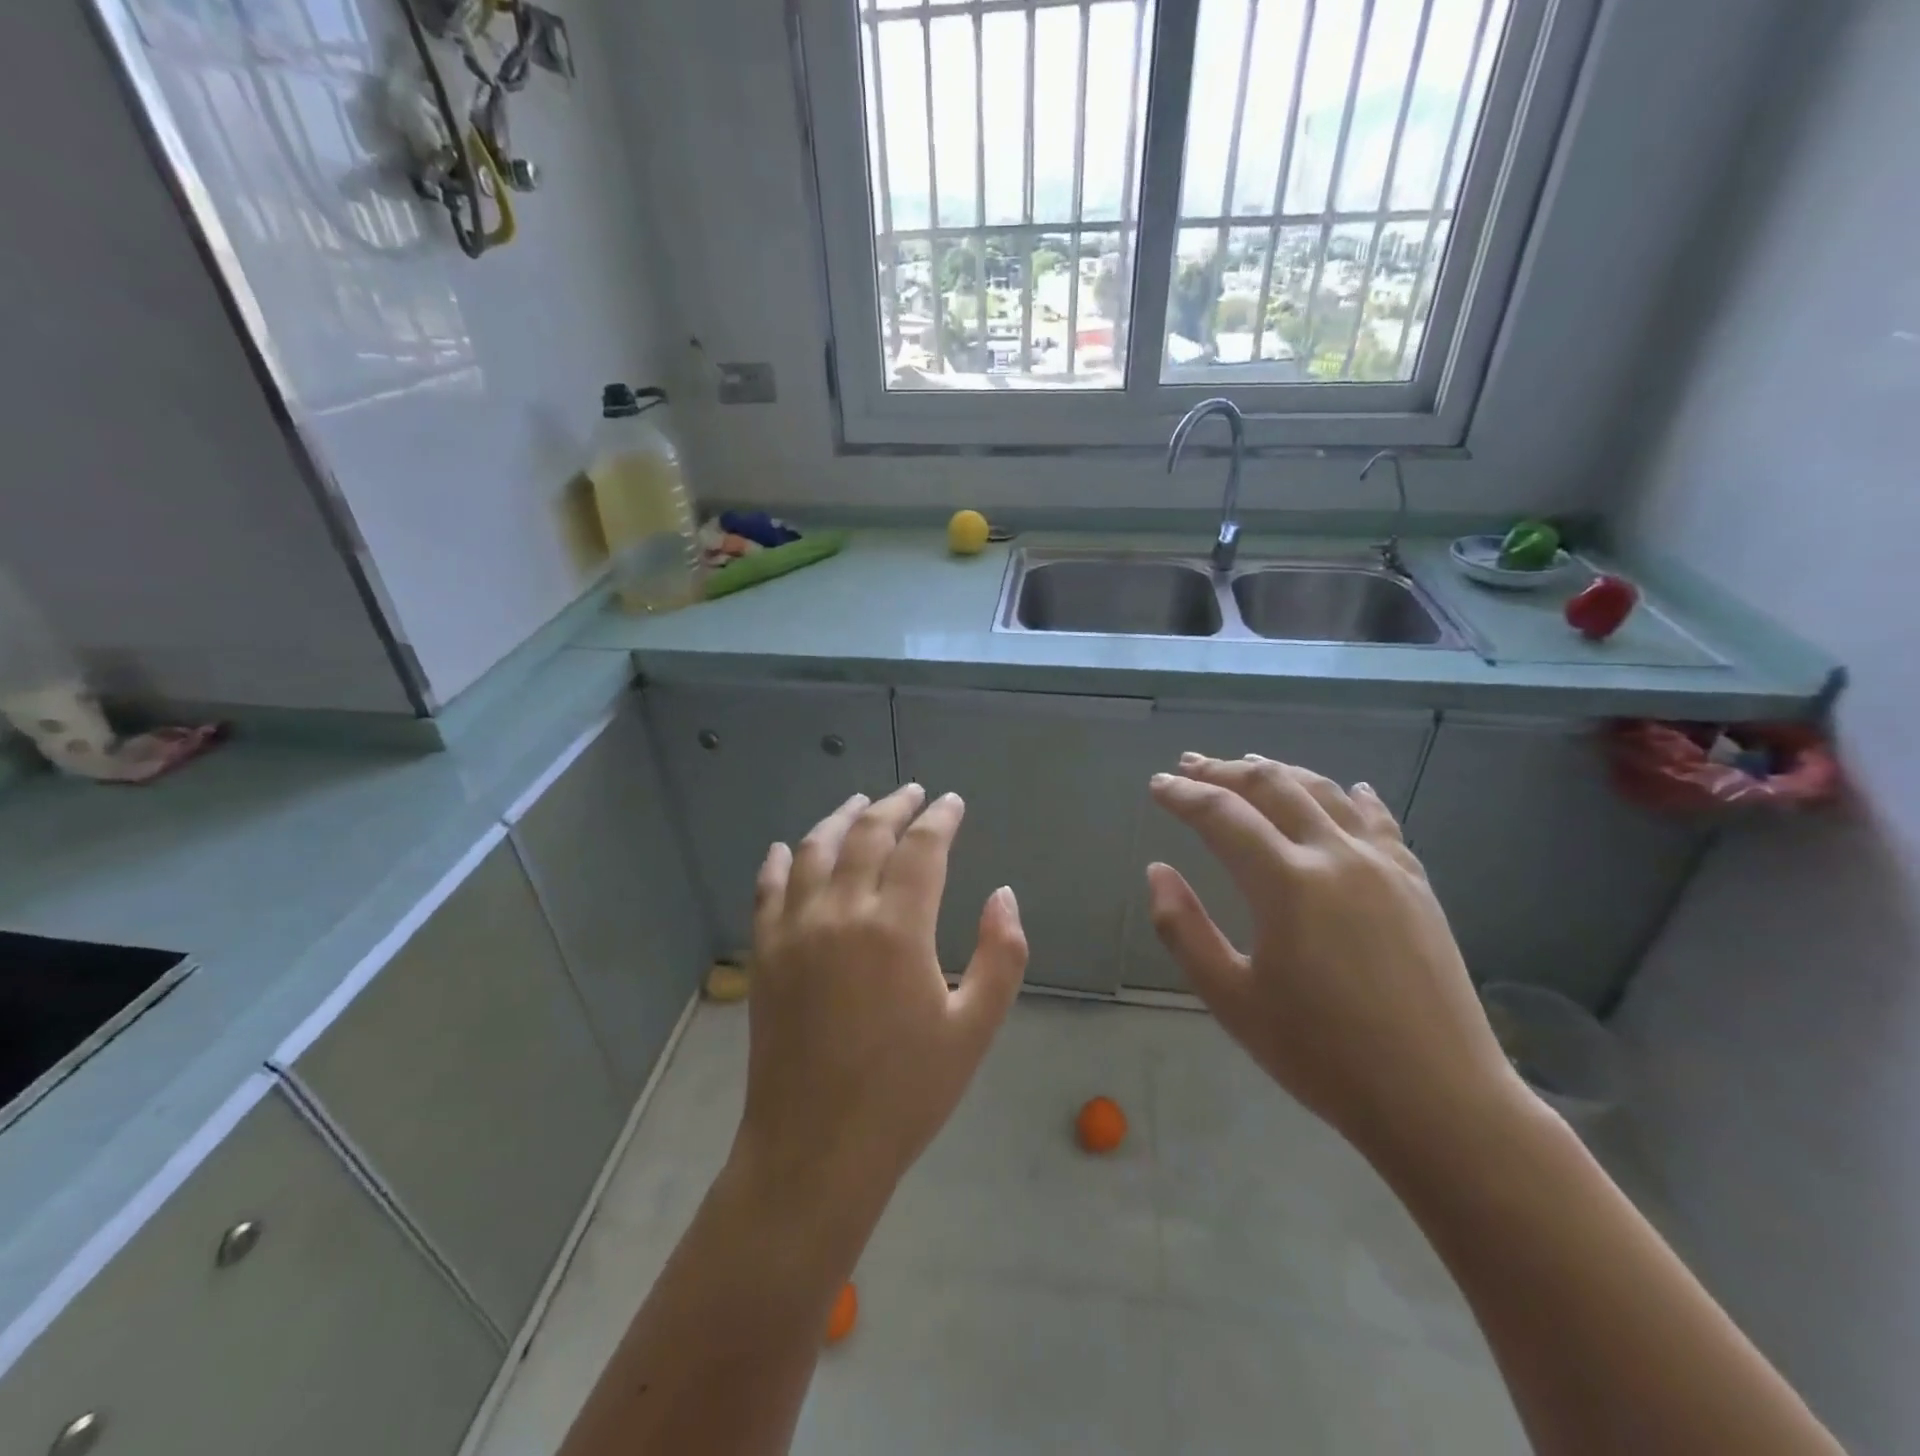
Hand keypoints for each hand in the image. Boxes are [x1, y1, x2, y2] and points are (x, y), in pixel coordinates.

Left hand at [732, 784, 1028, 1236]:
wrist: (815, 1149)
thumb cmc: (906, 1093)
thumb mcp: (974, 1029)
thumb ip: (1001, 955)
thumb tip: (1003, 894)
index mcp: (897, 928)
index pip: (921, 848)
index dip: (940, 818)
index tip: (952, 803)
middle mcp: (841, 914)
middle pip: (867, 836)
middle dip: (894, 806)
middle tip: (913, 792)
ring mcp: (795, 931)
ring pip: (814, 850)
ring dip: (840, 819)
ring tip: (859, 803)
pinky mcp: (765, 954)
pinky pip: (767, 889)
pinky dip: (779, 860)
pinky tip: (787, 847)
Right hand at [1146, 754, 1523, 1153]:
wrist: (1439, 1101)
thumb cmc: (1321, 1055)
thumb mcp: (1231, 999)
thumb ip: (1182, 929)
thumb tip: (1157, 870)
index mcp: (1286, 883)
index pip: (1222, 815)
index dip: (1183, 795)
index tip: (1157, 785)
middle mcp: (1336, 856)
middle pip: (1273, 786)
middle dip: (1225, 770)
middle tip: (1190, 765)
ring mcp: (1384, 865)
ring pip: (1325, 792)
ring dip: (1281, 772)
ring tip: (1250, 763)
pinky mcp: (1417, 883)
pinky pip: (1379, 821)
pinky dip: (1351, 797)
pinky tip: (1347, 789)